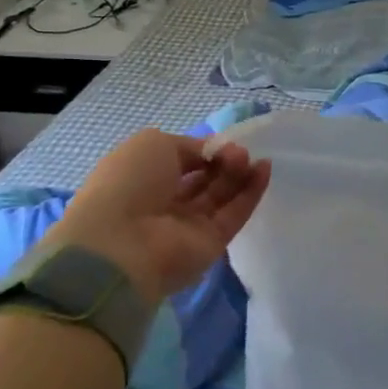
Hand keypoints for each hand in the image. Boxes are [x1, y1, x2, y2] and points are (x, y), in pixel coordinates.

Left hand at [37, 130, 270, 300]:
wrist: (123, 245)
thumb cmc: (129, 185)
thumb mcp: (154, 145)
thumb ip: (189, 146)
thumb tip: (212, 154)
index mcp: (143, 178)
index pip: (182, 162)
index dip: (204, 150)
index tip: (221, 143)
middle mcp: (165, 202)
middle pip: (205, 178)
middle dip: (224, 160)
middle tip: (239, 152)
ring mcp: (189, 225)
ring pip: (222, 195)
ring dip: (240, 173)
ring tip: (253, 159)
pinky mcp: (212, 243)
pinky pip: (235, 214)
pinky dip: (251, 192)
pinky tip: (264, 169)